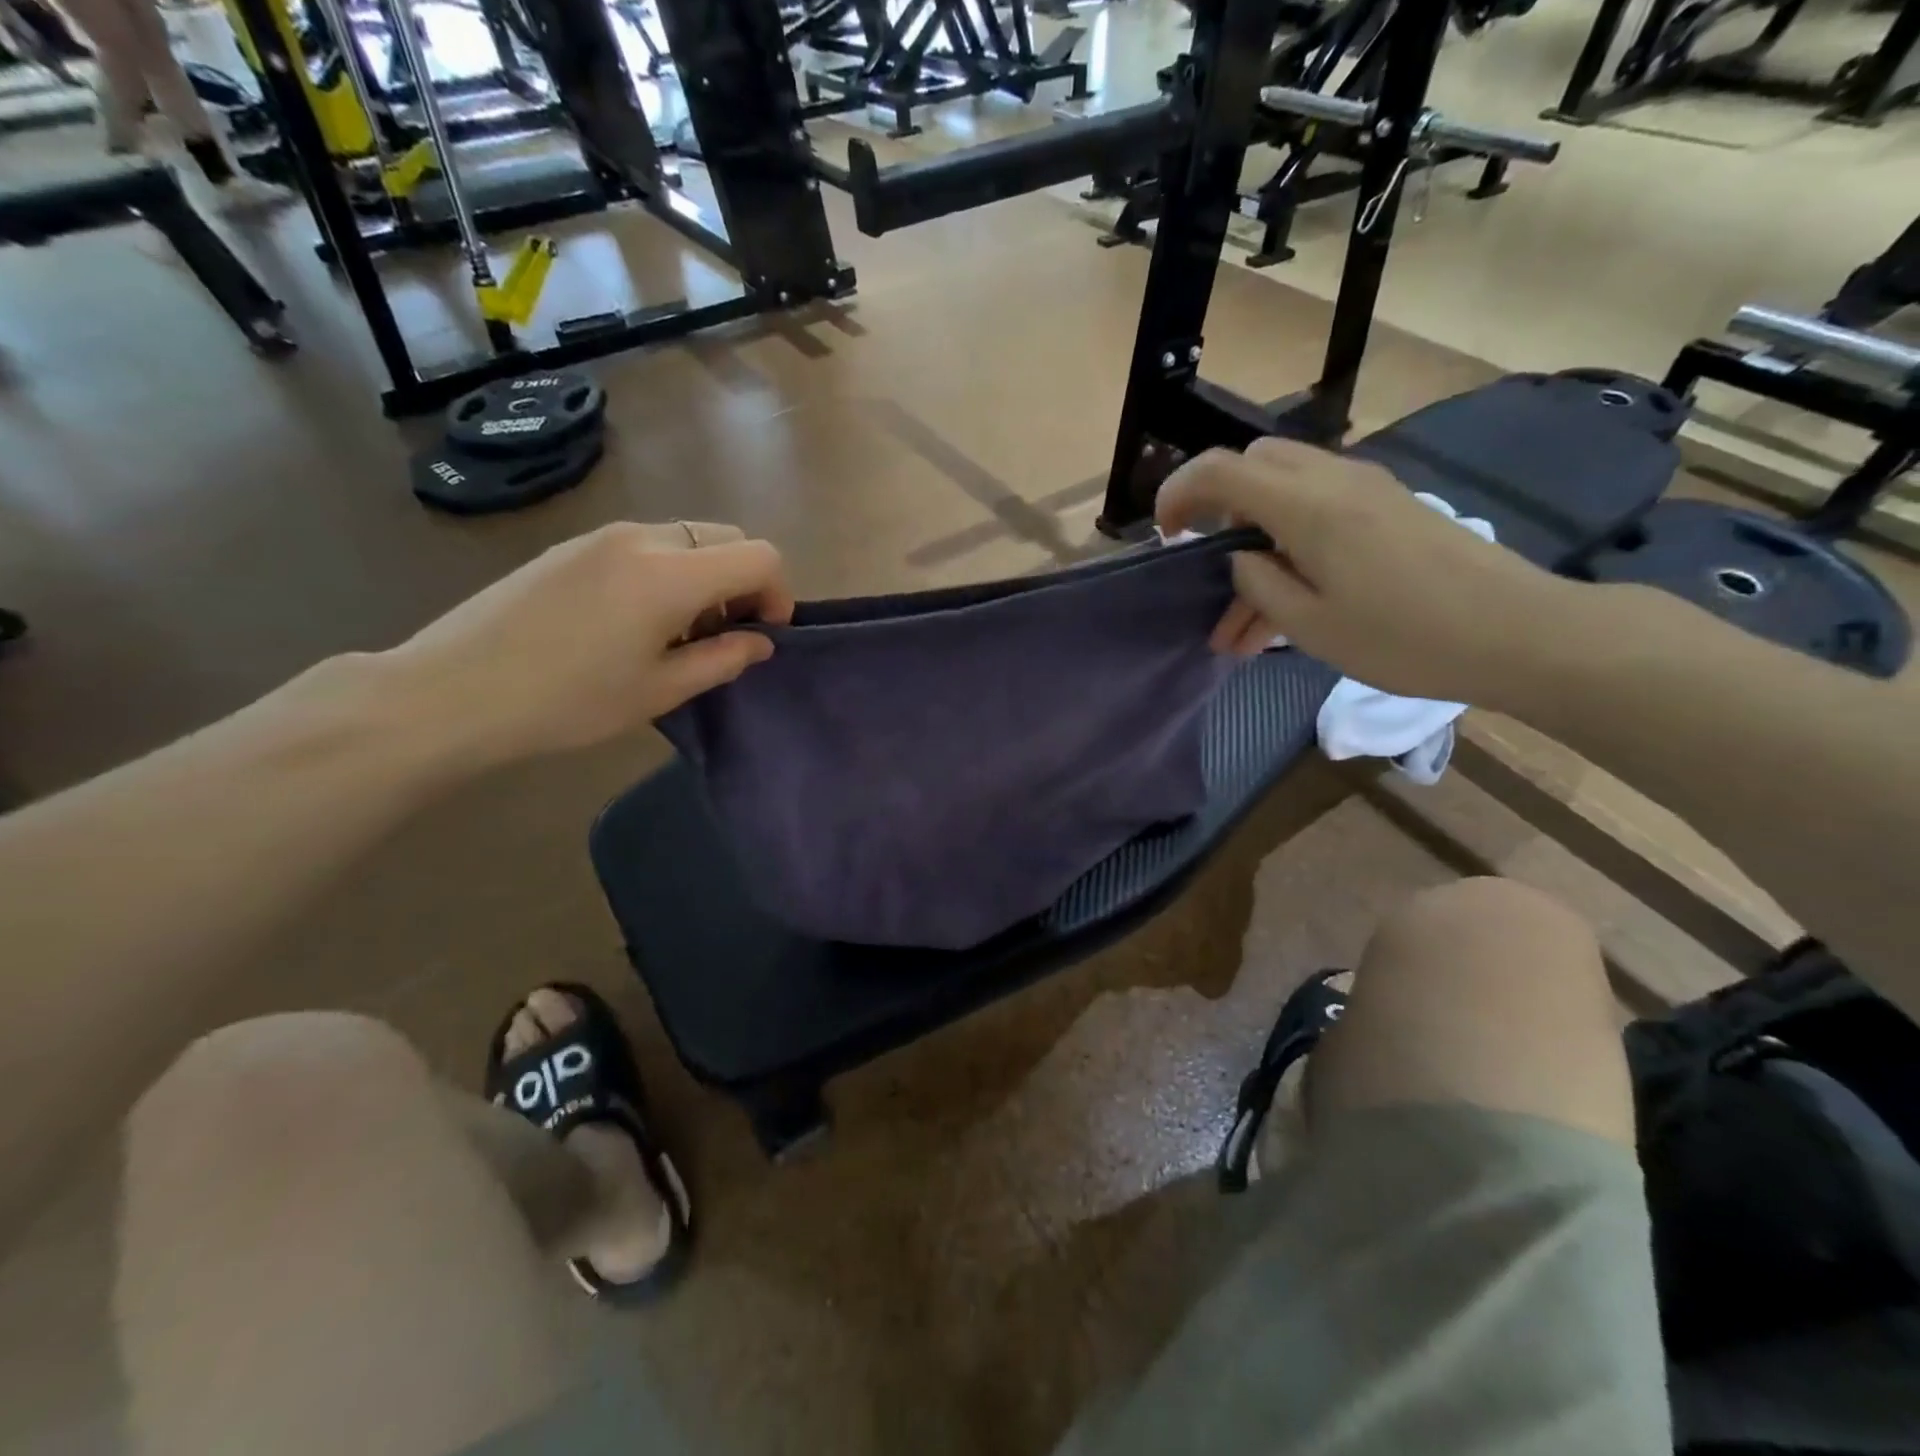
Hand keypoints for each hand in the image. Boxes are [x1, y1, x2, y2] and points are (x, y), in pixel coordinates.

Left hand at [383, 521, 792, 767]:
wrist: (452, 691)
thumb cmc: (568, 701)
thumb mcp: (659, 691)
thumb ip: (722, 659)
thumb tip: (760, 641)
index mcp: (670, 574)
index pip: (759, 556)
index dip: (778, 593)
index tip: (763, 634)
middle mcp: (643, 538)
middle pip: (727, 537)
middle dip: (744, 582)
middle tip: (725, 634)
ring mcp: (603, 535)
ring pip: (686, 538)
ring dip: (706, 577)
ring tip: (679, 631)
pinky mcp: (573, 545)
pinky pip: (646, 544)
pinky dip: (668, 571)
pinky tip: (636, 620)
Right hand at [1156, 438, 1575, 703]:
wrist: (1517, 632)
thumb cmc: (1404, 637)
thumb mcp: (1310, 626)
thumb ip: (1259, 585)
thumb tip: (1241, 560)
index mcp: (1307, 506)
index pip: (1221, 469)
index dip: (1179, 493)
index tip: (1164, 535)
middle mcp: (1334, 479)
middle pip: (1254, 464)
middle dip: (1218, 506)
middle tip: (1208, 563)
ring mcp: (1367, 489)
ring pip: (1285, 490)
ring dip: (1254, 538)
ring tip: (1240, 625)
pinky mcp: (1389, 507)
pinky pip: (1320, 507)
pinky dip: (1288, 542)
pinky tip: (1287, 602)